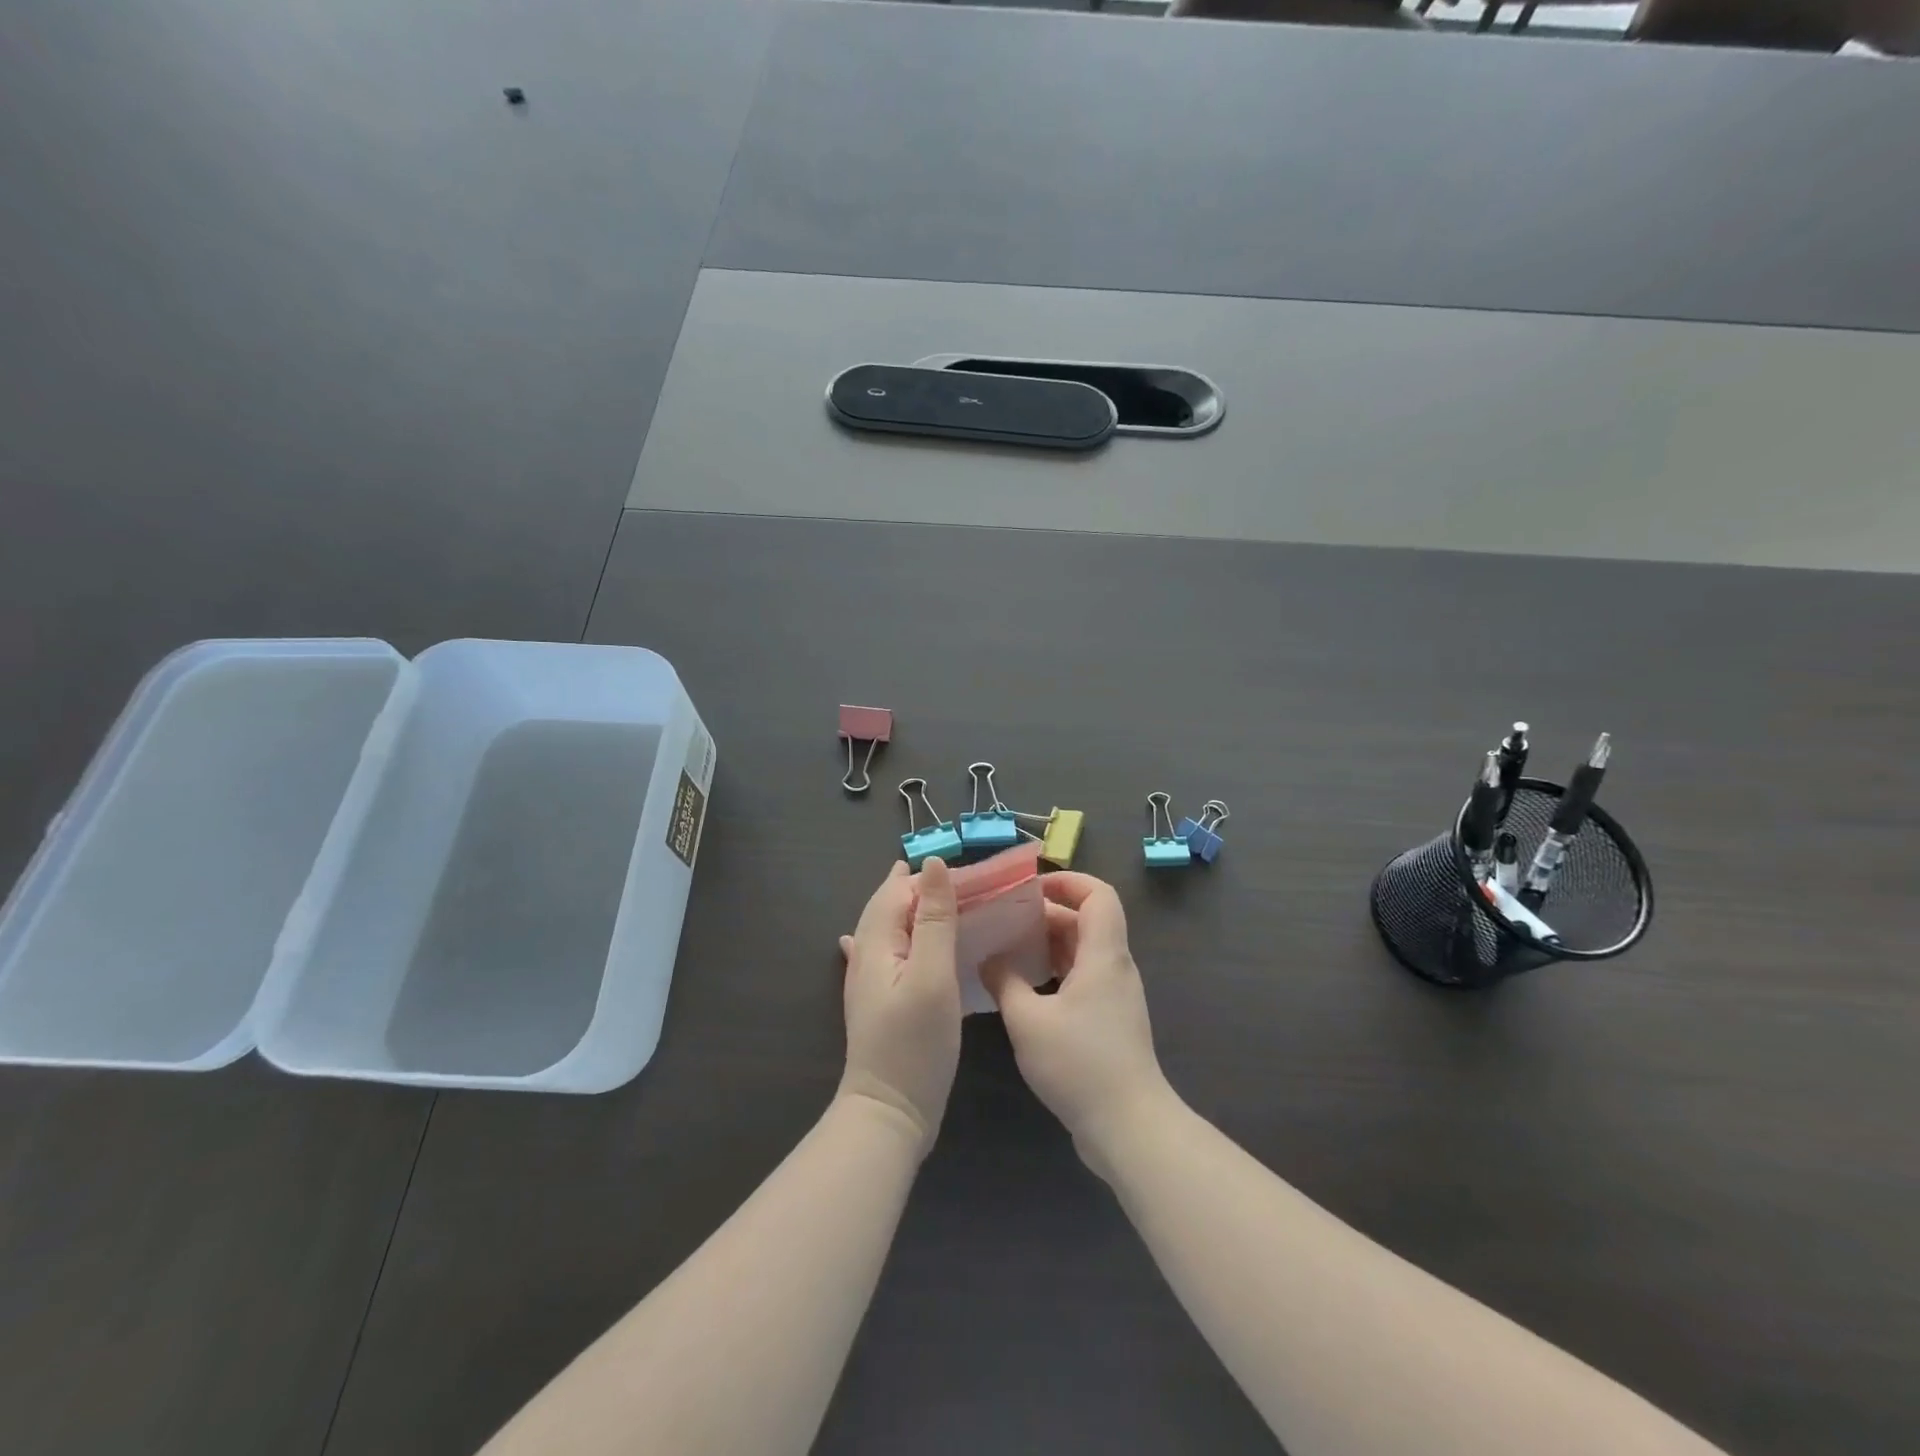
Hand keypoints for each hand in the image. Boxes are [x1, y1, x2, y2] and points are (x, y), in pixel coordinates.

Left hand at [836, 858, 962, 1155]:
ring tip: (932, 897)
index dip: (927, 876)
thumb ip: (934, 919)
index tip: (967, 872)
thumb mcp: (932, 975)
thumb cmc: (915, 1042)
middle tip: (954, 877)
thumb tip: (933, 864)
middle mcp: (866, 956)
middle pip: (887, 907)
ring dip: (907, 909)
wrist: (889, 1113)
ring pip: (886, 929)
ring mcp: (868, 982)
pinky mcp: (878, 1003)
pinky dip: (894, 937)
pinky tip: (877, 939)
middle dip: (914, 887)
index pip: (896, 891)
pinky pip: (886, 954)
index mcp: (876, 942)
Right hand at [980, 872, 1175, 1175]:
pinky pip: (1081, 977)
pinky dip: (1054, 971)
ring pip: (1082, 951)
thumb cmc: (1079, 1064)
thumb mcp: (1028, 1020)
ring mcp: (1114, 995)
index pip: (1098, 895)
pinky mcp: (1109, 1020)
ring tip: (1006, 947)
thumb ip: (1005, 982)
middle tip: (1004, 919)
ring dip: (1048, 944)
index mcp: (1103, 955)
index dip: (1068, 881)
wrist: (1127, 1126)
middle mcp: (1114, 967)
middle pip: (1086, 921)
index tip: (1030, 888)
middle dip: (1046, 914)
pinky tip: (1022, 986)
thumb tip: (988, 958)